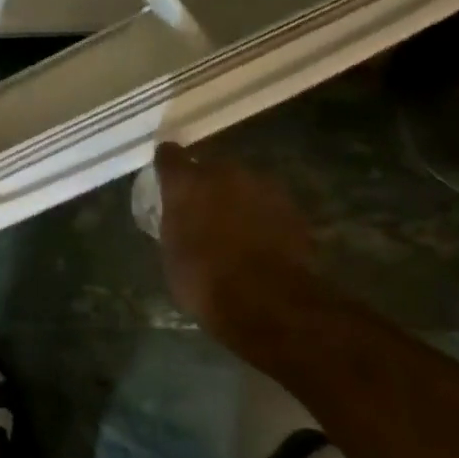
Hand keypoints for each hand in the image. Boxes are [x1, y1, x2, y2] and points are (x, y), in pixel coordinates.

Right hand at [154, 144, 319, 340]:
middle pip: (211, 167)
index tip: (167, 175)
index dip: (168, 164)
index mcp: (185, 182)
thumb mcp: (173, 253)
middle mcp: (222, 173)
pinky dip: (263, 215)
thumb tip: (180, 218)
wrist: (269, 302)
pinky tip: (263, 239)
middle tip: (205, 208)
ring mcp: (261, 186)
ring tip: (238, 225)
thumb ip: (175, 223)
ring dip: (238, 197)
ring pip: (243, 184)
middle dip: (207, 183)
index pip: (169, 155)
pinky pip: (268, 204)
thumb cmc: (206, 281)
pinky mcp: (291, 206)